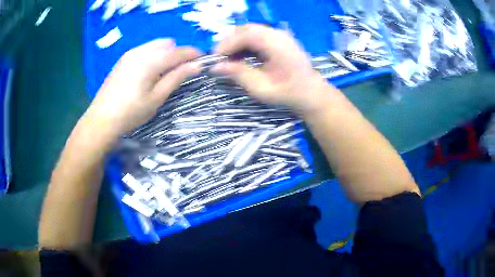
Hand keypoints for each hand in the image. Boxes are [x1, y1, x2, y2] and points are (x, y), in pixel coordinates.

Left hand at [86, 39, 202, 136]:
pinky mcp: (124, 58)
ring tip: (165, 72)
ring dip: (166, 53)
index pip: (179, 51)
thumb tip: (197, 66)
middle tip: (181, 71)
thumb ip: (177, 77)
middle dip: (179, 53)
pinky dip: (154, 55)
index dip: (194, 54)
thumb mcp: (157, 97)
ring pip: (156, 44)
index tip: (203, 62)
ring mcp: (131, 53)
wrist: (101, 119)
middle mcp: (141, 50)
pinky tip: (149, 71)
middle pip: (169, 43)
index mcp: (151, 60)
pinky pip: (145, 49)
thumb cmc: (131, 112)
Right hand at [212, 24, 335, 113]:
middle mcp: (278, 34)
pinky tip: (240, 57)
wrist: (310, 93)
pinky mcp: (278, 39)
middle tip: (220, 59)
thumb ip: (239, 74)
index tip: (215, 59)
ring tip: (228, 60)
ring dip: (236, 43)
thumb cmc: (289, 94)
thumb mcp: (262, 88)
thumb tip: (215, 67)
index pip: (246, 35)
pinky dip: (244, 45)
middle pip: (246, 29)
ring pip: (250, 31)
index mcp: (277, 44)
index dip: (227, 44)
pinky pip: (256, 36)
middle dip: (229, 42)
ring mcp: (279, 35)